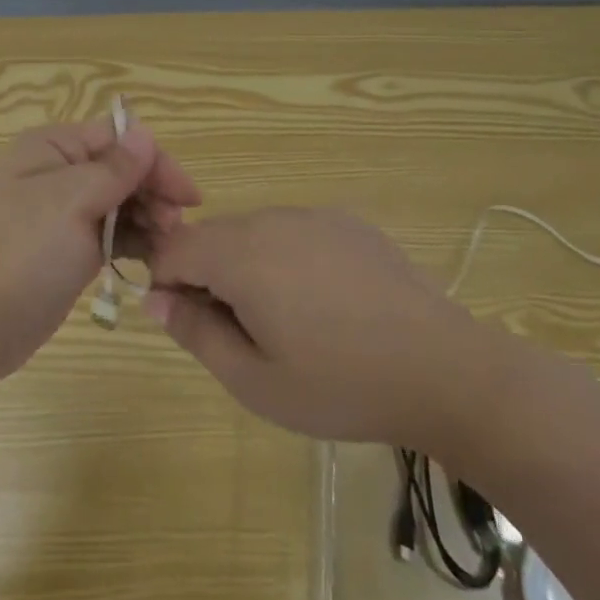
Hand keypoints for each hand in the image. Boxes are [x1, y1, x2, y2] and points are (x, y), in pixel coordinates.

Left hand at [0, 116, 201, 391]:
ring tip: (168, 248)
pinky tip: (154, 261)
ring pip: (120, 203)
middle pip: (121, 169)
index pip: (117, 137)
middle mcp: (57, 174)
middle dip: (154, 193)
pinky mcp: (67, 251)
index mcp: (52, 148)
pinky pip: (110, 235)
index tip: (187, 198)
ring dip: (149, 219)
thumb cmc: (19, 253)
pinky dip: (134, 242)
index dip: (155, 161)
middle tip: (177, 229)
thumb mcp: (69, 201)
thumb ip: (113, 168)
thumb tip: (144, 134)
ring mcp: (62, 215)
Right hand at [144, 208, 509, 451]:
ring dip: (246, 266)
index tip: (188, 323)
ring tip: (286, 321)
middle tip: (239, 333)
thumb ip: (196, 333)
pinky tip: (323, 302)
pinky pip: (292, 231)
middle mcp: (270, 220)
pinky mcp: (346, 222)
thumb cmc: (340, 384)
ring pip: (251, 232)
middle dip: (206, 276)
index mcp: (240, 254)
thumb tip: (155, 300)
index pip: (172, 248)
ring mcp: (312, 215)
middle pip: (211, 236)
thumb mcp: (255, 380)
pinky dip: (285, 258)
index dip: (166, 283)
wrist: (444, 370)